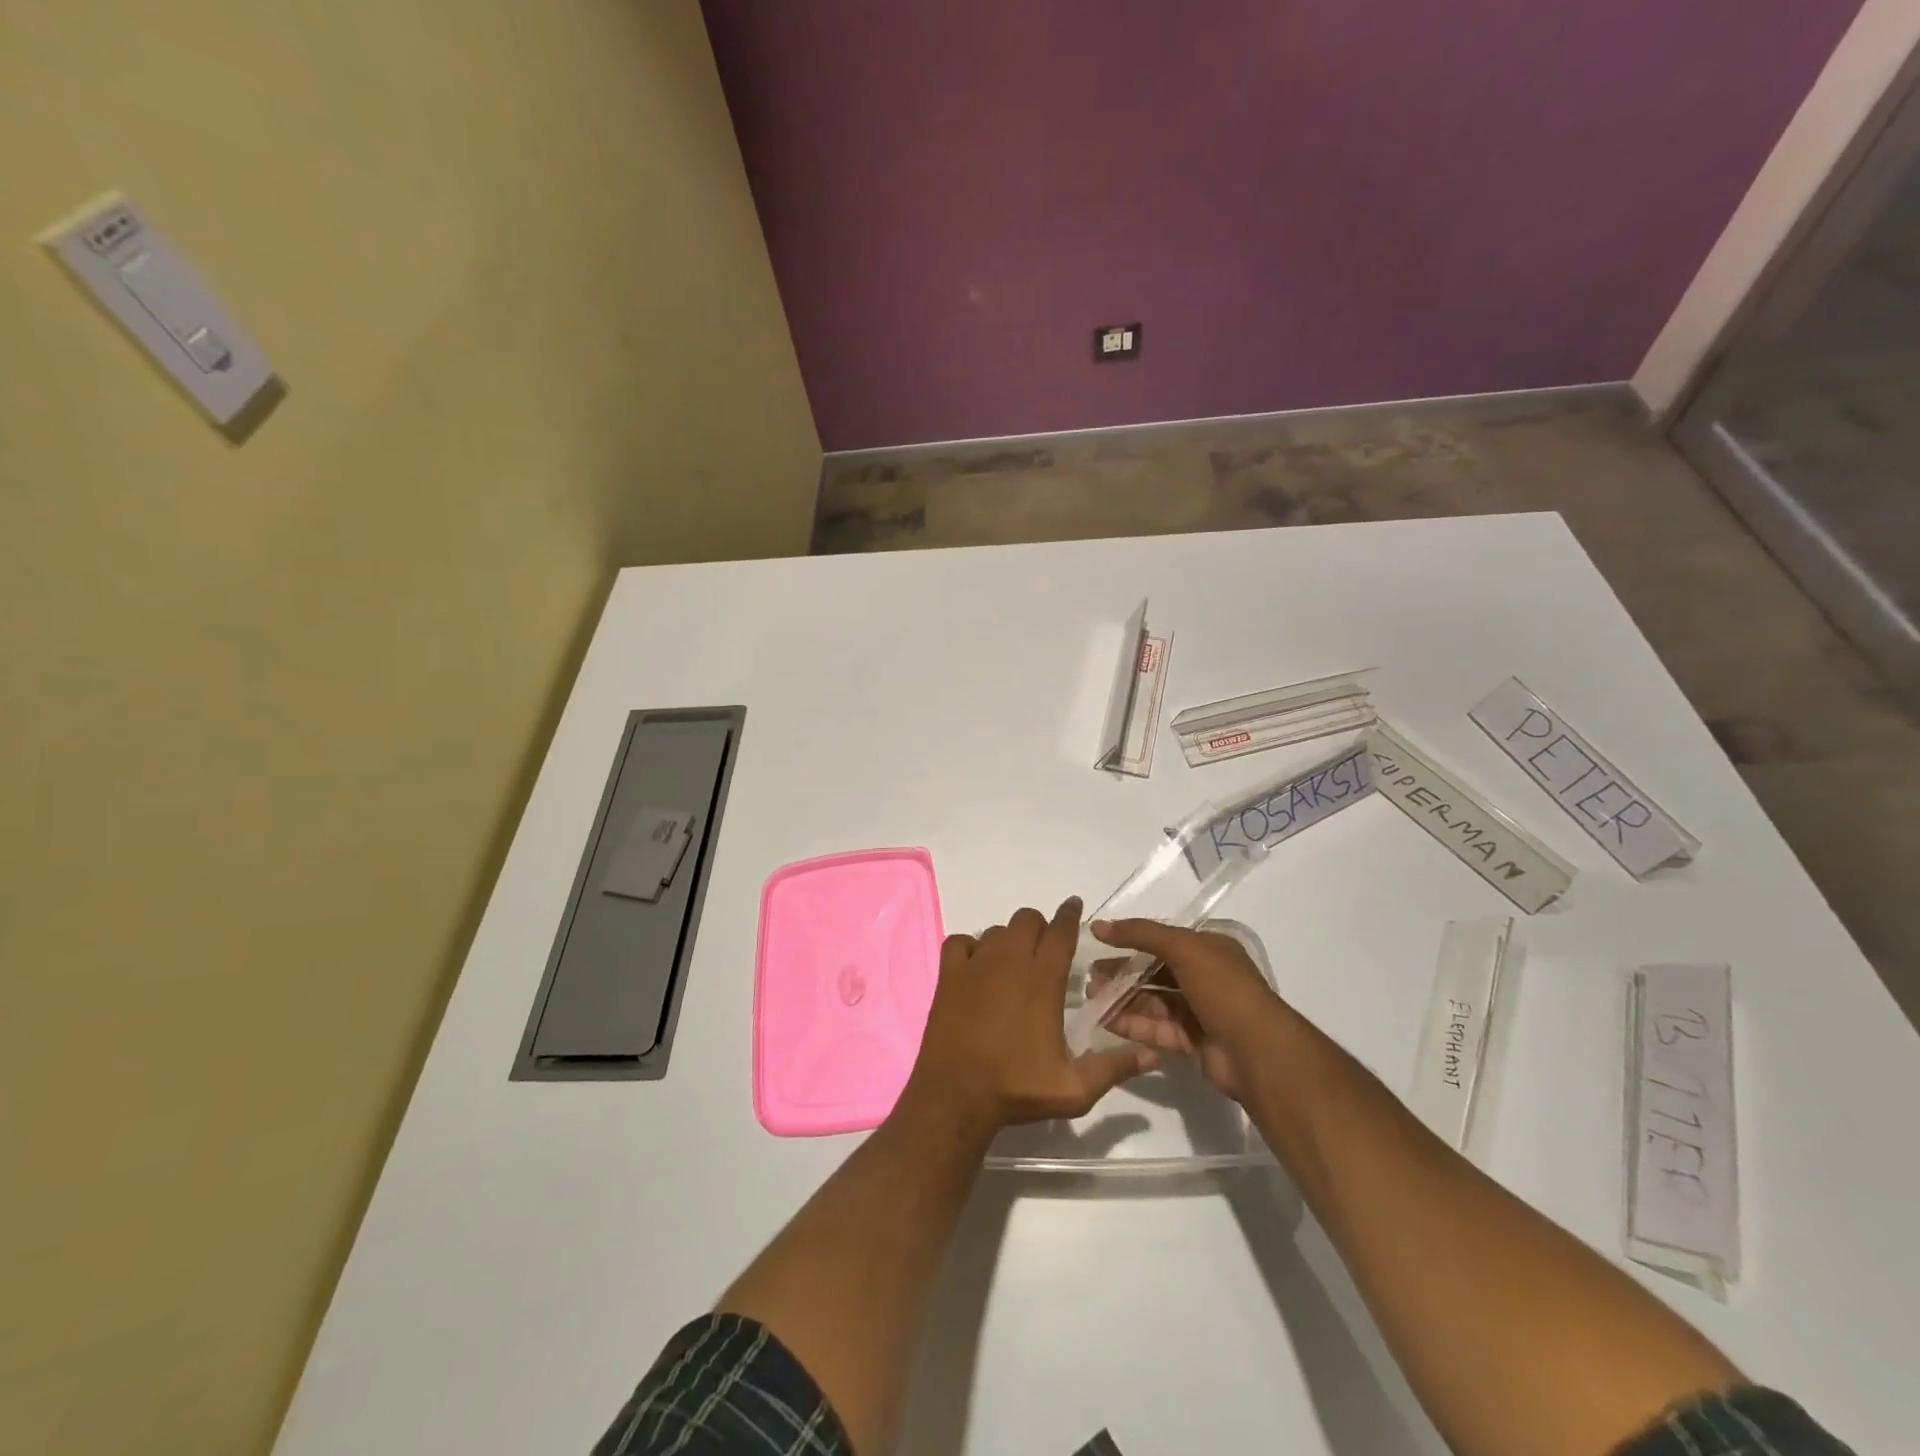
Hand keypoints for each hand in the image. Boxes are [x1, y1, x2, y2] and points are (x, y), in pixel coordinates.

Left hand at [907, 898, 1156, 1128]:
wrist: (956, 1095)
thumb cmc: (1017, 1089)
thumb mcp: (1075, 1088)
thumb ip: (1114, 1068)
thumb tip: (1152, 1055)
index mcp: (1043, 980)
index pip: (1061, 931)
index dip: (1070, 915)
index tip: (1074, 906)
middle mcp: (1010, 961)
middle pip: (1027, 920)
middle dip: (1039, 928)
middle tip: (1043, 950)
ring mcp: (975, 964)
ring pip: (996, 930)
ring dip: (1008, 939)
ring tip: (1012, 963)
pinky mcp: (949, 974)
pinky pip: (960, 942)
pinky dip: (970, 947)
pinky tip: (976, 966)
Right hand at [1092, 919, 1289, 1103]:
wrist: (1258, 1053)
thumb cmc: (1223, 989)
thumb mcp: (1183, 948)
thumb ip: (1141, 934)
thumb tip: (1098, 925)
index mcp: (1209, 949)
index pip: (1163, 939)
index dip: (1130, 940)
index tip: (1099, 945)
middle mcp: (1205, 977)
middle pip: (1154, 971)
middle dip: (1122, 973)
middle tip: (1090, 977)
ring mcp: (1200, 1011)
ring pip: (1153, 1001)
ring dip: (1123, 998)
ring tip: (1092, 998)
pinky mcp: (1193, 1042)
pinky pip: (1157, 1028)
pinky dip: (1133, 1024)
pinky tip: (1107, 1022)